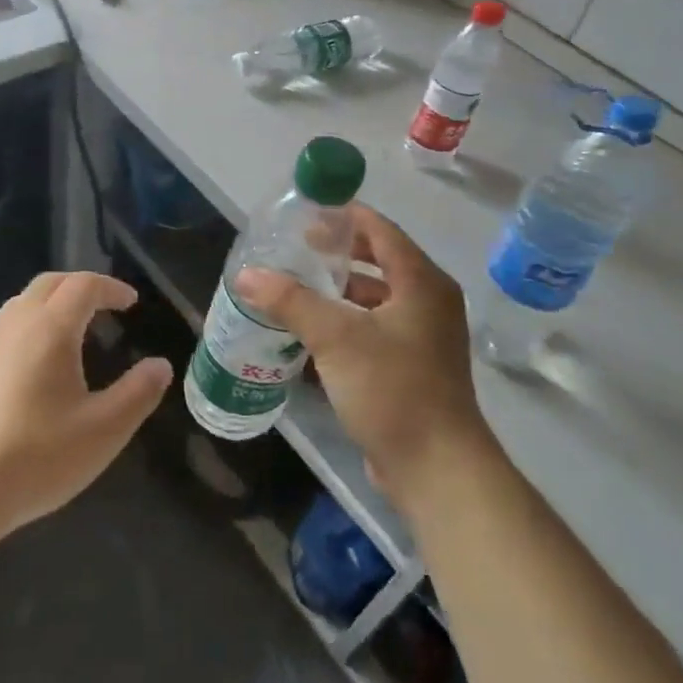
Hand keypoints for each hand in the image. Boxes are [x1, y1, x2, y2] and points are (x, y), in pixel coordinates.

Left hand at [0, 272, 170, 545]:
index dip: (111, 287)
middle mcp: (12, 327)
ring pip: (16, 308)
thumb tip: (160, 365)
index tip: (131, 302)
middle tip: (102, 305)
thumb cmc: (37, 458)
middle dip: (78, 286)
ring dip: (47, 308)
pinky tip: (25, 373)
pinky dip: (21, 335)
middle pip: (47, 285)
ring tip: (67, 335)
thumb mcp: (104, 431)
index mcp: (50, 330)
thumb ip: (138, 393)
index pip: (83, 285)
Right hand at [235, 206, 494, 507]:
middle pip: (378, 261)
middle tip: (294, 250)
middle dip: (337, 254)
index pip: (380, 230)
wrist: (436, 468)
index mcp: (421, 282)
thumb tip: (246, 275)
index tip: (304, 214)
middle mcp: (428, 302)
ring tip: (295, 287)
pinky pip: (373, 330)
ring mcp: (423, 337)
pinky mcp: (412, 367)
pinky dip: (345, 323)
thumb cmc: (392, 389)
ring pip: (374, 299)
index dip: (343, 217)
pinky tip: (310, 332)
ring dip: (338, 292)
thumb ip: (290, 301)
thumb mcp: (336, 338)